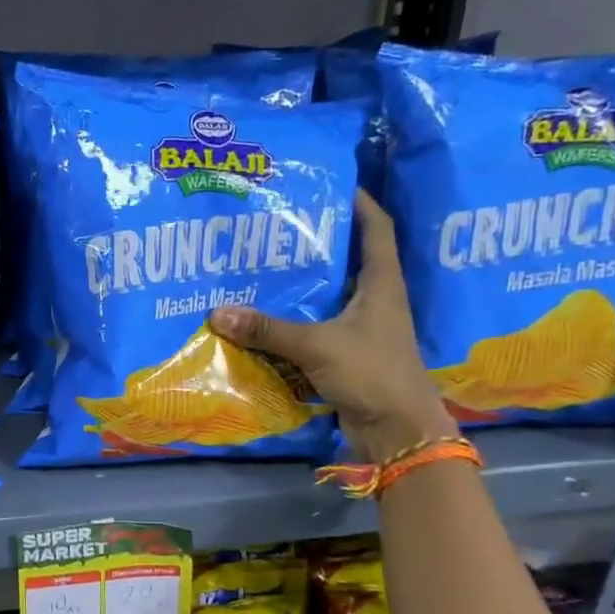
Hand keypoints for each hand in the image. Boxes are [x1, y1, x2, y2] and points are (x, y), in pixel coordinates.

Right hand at [209, 190, 455, 462]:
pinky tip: (267, 317)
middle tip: (278, 226)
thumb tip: (217, 313)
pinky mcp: (348, 353)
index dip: (359, 202)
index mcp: (381, 283)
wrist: (397, 430)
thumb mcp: (316, 345)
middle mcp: (375, 299)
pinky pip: (318, 327)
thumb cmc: (371, 373)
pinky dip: (296, 320)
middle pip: (348, 258)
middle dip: (318, 241)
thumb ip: (268, 330)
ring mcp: (363, 328)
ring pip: (331, 295)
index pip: (376, 228)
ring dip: (304, 283)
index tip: (329, 183)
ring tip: (266, 266)